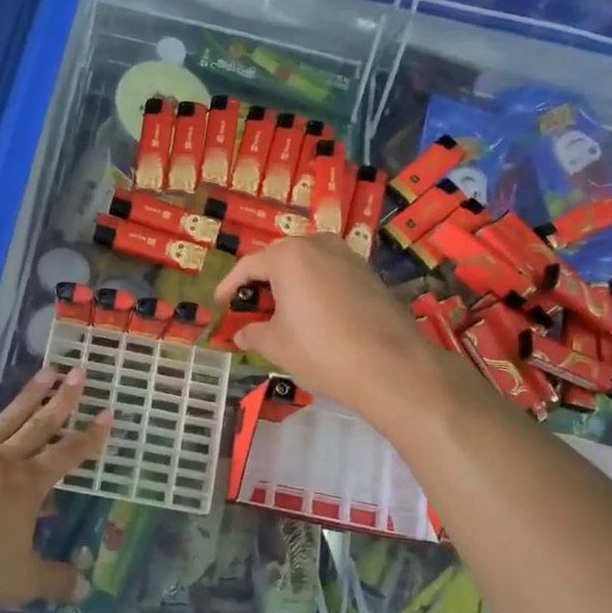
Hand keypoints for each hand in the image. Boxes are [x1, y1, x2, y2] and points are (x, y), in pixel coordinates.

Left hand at [0, 368, 110, 612]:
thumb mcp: (19, 583)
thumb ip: (53, 581)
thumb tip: (84, 587)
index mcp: (28, 486)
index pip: (68, 455)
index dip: (91, 437)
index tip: (109, 413)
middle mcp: (3, 462)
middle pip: (39, 424)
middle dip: (63, 399)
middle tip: (79, 371)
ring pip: (5, 420)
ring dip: (27, 396)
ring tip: (45, 371)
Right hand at [213, 234, 458, 422]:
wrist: (391, 367)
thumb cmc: (322, 351)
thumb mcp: (277, 345)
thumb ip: (254, 333)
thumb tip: (242, 333)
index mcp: (289, 256)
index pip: (248, 266)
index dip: (229, 286)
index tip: (220, 304)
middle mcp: (319, 245)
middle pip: (280, 259)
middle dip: (262, 282)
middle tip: (250, 308)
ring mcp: (348, 257)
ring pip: (308, 264)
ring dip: (291, 283)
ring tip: (281, 311)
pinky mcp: (370, 274)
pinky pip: (331, 274)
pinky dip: (315, 288)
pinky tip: (314, 315)